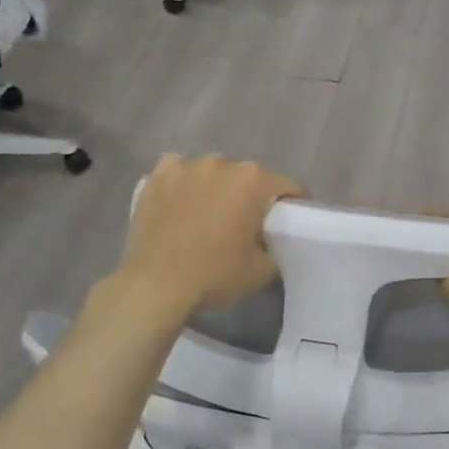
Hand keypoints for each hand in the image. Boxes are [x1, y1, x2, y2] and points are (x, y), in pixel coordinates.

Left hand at [116, 154, 304, 315]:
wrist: (155, 285)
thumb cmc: (214, 274)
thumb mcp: (261, 270)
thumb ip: (274, 247)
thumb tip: (268, 243)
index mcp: (253, 181)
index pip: (287, 186)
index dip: (292, 204)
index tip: (289, 221)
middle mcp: (222, 163)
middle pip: (247, 177)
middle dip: (250, 195)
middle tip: (245, 222)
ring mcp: (185, 166)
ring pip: (212, 172)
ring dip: (216, 187)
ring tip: (209, 212)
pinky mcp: (156, 177)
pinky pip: (178, 171)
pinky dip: (183, 183)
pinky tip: (180, 201)